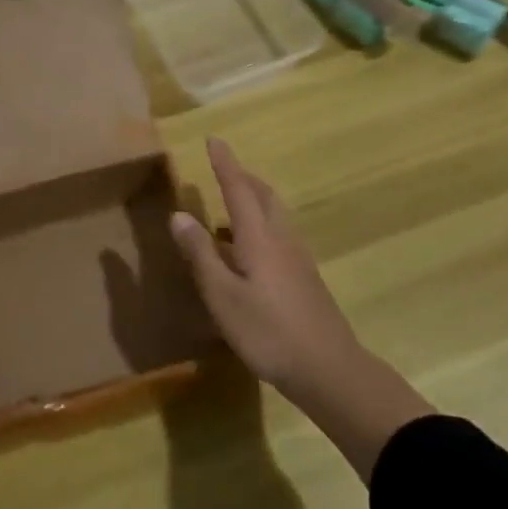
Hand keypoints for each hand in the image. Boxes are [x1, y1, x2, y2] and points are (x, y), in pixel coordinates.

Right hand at [170, 137, 433, 476]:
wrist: (328, 369)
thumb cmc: (268, 332)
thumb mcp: (223, 296)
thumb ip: (200, 255)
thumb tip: (179, 215)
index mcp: (259, 238)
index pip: (238, 189)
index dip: (225, 164)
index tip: (214, 139)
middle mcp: (281, 239)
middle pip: (263, 196)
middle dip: (243, 178)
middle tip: (223, 169)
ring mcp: (298, 259)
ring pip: (275, 216)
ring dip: (253, 200)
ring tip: (230, 207)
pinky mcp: (304, 278)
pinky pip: (279, 235)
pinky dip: (260, 226)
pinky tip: (248, 251)